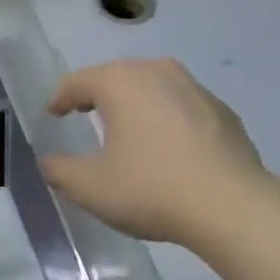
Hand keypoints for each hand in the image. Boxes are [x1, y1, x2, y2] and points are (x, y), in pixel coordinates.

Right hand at [41, 59, 269, 247]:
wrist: (231, 206)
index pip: (79, 81)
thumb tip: (48, 161)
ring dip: (134, 102)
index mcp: (121, 83)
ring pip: (153, 86)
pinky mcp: (222, 111)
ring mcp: (195, 88)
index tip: (53, 113)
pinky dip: (165, 117)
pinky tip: (166, 145)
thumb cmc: (151, 190)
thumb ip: (60, 171)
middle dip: (98, 93)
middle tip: (84, 112)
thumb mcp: (90, 188)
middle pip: (118, 75)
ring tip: (125, 125)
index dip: (61, 97)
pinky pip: (181, 105)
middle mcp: (158, 72)